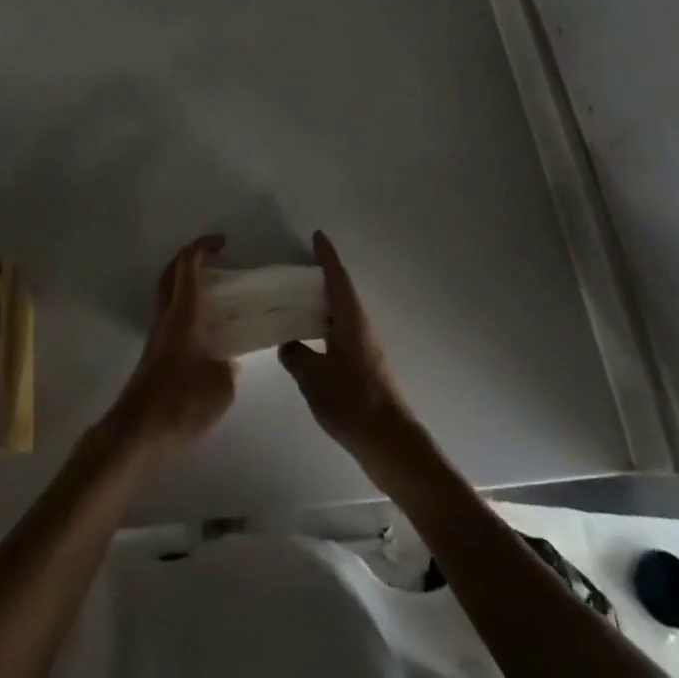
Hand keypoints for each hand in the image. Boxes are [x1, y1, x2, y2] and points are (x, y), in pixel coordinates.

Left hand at [105, 235, 237, 460]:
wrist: (137, 433)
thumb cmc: (181, 402)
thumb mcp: (221, 387)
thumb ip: (229, 368)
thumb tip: (229, 362)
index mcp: (183, 314)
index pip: (188, 266)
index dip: (203, 247)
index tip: (222, 242)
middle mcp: (166, 317)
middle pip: (171, 274)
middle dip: (190, 258)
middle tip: (214, 259)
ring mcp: (156, 336)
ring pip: (168, 295)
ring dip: (185, 284)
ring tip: (213, 294)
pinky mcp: (153, 356)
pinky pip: (170, 317)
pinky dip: (185, 309)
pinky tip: (203, 331)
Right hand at [279, 232, 420, 475]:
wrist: (390, 443)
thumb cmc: (353, 401)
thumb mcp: (314, 378)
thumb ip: (296, 356)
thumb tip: (288, 343)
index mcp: (351, 319)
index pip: (337, 278)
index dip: (327, 256)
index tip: (317, 236)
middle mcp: (361, 327)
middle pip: (340, 294)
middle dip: (321, 279)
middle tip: (295, 272)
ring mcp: (365, 348)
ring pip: (341, 316)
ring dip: (322, 306)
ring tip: (296, 304)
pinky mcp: (365, 368)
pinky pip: (341, 335)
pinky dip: (325, 329)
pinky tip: (310, 342)